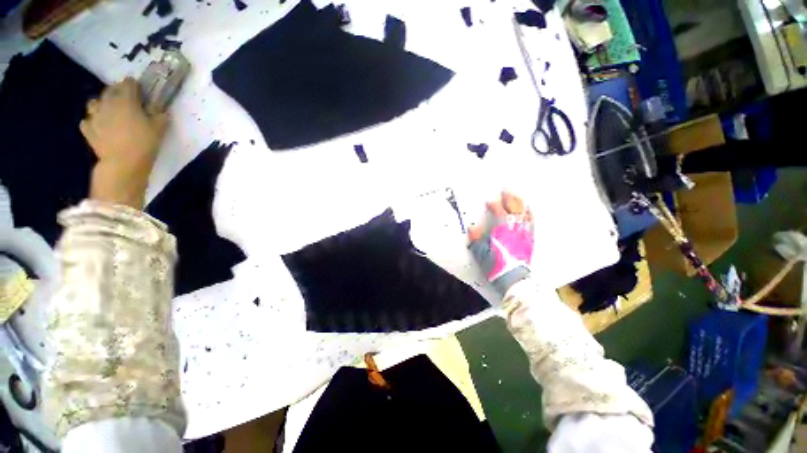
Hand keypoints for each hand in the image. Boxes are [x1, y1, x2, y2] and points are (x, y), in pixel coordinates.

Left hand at [81, 78, 167, 208]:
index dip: (135, 86)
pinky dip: (93, 121)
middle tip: (126, 101)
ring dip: (101, 104)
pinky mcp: (88, 130)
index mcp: (126, 99)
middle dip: (118, 92)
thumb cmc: (144, 143)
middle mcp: (107, 102)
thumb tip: (157, 109)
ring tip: (109, 112)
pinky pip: (87, 121)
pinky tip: (99, 127)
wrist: (123, 164)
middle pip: (110, 90)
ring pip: (94, 103)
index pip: (129, 83)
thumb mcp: (160, 128)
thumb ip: (158, 115)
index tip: (141, 92)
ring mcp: (94, 116)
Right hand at [468, 191, 533, 295]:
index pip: (498, 211)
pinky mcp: (530, 239)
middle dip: (510, 197)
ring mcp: (524, 232)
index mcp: (501, 228)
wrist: (513, 278)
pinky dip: (530, 214)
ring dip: (521, 203)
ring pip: (524, 213)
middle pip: (514, 208)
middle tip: (506, 189)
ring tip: (518, 196)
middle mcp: (514, 227)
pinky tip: (529, 210)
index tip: (489, 201)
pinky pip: (532, 222)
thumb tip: (472, 228)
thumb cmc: (495, 264)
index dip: (493, 204)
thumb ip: (475, 238)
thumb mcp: (480, 252)